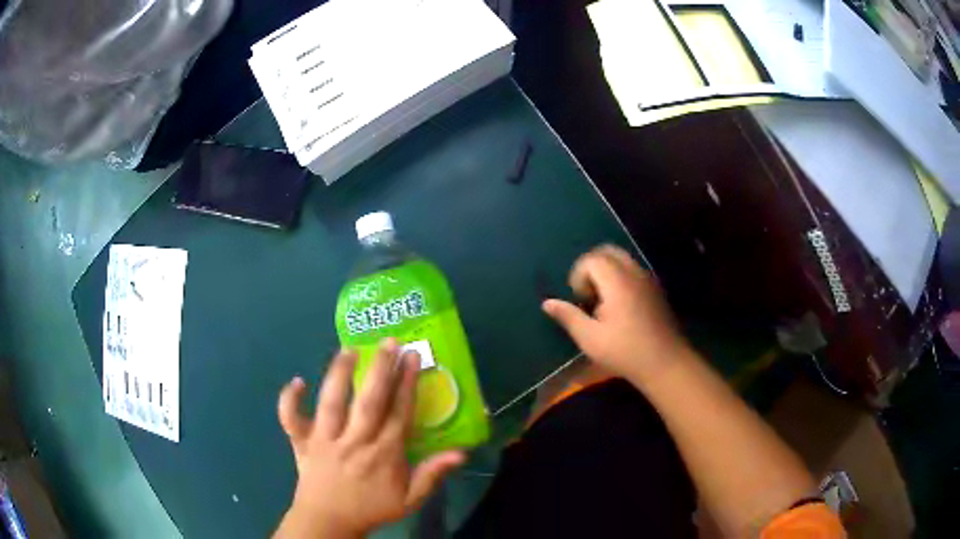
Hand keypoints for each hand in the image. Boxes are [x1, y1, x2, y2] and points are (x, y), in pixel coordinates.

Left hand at [274, 339, 465, 538]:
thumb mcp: (409, 499)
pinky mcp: (302, 443)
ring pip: (332, 403)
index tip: (412, 356)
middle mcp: (354, 442)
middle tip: (388, 341)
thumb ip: (433, 474)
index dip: (407, 384)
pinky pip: (291, 420)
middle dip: (380, 370)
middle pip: (369, 402)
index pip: (399, 414)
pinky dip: (289, 401)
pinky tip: (297, 381)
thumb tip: (461, 453)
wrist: (328, 521)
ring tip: (349, 349)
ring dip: (339, 375)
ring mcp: (325, 441)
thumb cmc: (371, 509)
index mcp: (383, 455)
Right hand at [542, 245, 689, 385]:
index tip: (580, 301)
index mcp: (617, 281)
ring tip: (602, 302)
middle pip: (607, 252)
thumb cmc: (624, 351)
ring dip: (606, 272)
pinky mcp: (655, 289)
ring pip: (622, 259)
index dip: (579, 276)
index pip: (591, 260)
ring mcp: (647, 279)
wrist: (665, 363)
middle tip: (587, 295)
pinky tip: (619, 307)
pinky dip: (620, 278)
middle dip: (591, 268)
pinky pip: (633, 270)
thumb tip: (547, 302)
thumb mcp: (590, 338)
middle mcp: (634, 273)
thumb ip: (568, 316)